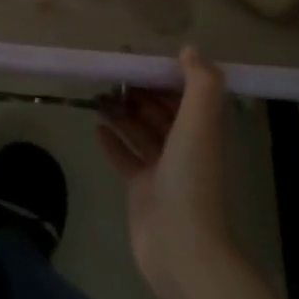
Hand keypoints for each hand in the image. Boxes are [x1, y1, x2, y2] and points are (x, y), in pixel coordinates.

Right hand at [97, 47, 234, 298]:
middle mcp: (185, 148)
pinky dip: (113, 143)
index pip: (183, 94)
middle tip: (112, 75)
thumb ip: (200, 83)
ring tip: (99, 96)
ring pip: (141, 133)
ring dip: (123, 113)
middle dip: (140, 92)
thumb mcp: (201, 122)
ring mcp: (163, 172)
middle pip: (161, 112)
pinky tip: (96, 128)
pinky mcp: (143, 191)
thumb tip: (189, 50)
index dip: (163, 75)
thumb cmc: (191, 178)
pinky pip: (126, 159)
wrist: (183, 248)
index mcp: (202, 131)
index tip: (137, 58)